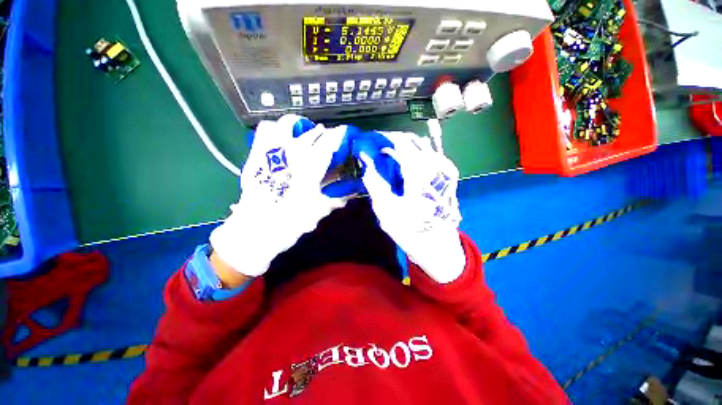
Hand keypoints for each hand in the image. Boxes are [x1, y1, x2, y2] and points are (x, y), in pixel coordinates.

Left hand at [210, 115, 346, 277]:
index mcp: (309, 169)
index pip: (327, 144)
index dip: (338, 136)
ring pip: (286, 125)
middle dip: (321, 133)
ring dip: (298, 127)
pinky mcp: (256, 155)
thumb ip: (335, 198)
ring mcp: (271, 153)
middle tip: (325, 141)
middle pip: (310, 133)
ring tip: (302, 135)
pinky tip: (280, 139)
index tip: (343, 133)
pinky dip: (275, 129)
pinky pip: (264, 131)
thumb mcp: (318, 211)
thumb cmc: (291, 222)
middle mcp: (291, 155)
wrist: (255, 230)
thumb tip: (349, 192)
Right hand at [359, 131, 464, 283]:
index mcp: (419, 175)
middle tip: (379, 150)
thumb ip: (374, 183)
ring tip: (390, 156)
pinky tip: (407, 165)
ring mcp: (445, 169)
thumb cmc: (409, 230)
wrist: (438, 245)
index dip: (385, 138)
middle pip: (413, 140)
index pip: (401, 143)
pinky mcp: (449, 175)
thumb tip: (365, 162)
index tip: (371, 141)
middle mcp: (436, 166)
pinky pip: (431, 154)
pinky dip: (416, 154)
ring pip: (423, 146)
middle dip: (394, 141)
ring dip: (405, 147)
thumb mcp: (385, 209)